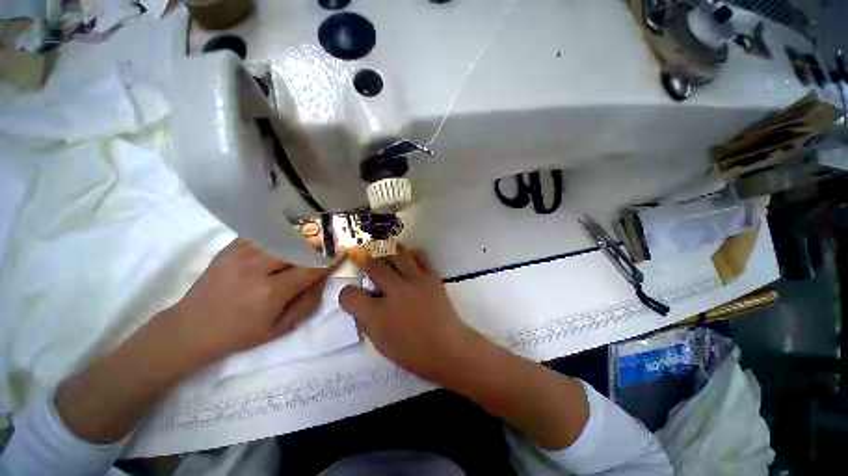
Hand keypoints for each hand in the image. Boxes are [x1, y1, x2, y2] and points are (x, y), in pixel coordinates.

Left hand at [169, 237, 333, 362]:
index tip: (342, 250)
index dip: (330, 258)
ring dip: (301, 238)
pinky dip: (279, 234)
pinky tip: (285, 238)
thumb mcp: (280, 328)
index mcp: (271, 291)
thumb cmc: (239, 333)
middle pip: (298, 246)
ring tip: (310, 240)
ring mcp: (241, 254)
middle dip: (318, 244)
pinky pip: (262, 234)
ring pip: (282, 237)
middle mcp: (258, 268)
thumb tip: (323, 278)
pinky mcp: (229, 248)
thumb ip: (308, 302)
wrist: (190, 328)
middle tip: (327, 245)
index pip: (311, 268)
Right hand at [339, 246, 483, 382]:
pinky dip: (410, 253)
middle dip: (360, 257)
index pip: (351, 296)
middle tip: (355, 251)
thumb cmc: (412, 351)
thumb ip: (366, 321)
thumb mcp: (380, 343)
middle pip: (373, 266)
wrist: (447, 347)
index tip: (350, 294)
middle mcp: (395, 291)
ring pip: (397, 254)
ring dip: (385, 249)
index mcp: (378, 314)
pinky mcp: (432, 276)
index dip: (346, 294)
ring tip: (380, 247)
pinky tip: (406, 257)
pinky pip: (419, 256)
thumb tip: (361, 303)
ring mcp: (416, 280)